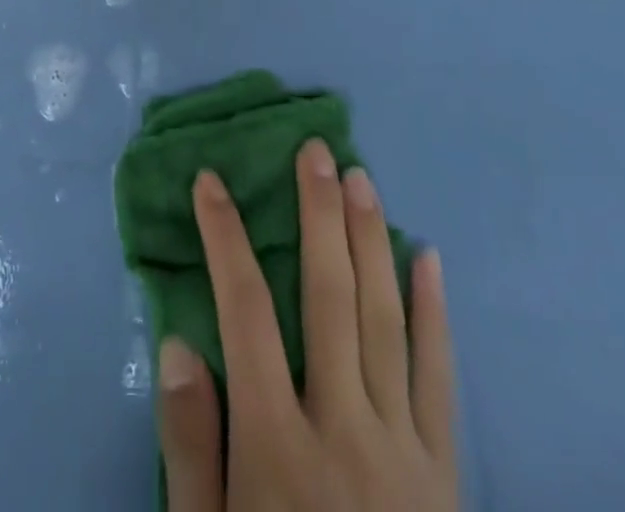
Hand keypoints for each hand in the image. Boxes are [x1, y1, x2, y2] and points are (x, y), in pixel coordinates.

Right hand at [157, 142, 460, 510]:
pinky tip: (427, 257)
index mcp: (277, 448)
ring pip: (384, 320)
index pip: (244, 312)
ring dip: (370, 242)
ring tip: (360, 178)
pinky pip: (440, 378)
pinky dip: (434, 314)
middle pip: (328, 298)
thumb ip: (191, 447)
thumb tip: (178, 340)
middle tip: (315, 150)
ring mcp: (403, 450)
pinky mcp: (446, 474)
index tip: (211, 181)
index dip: (225, 238)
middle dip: (317, 215)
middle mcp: (343, 430)